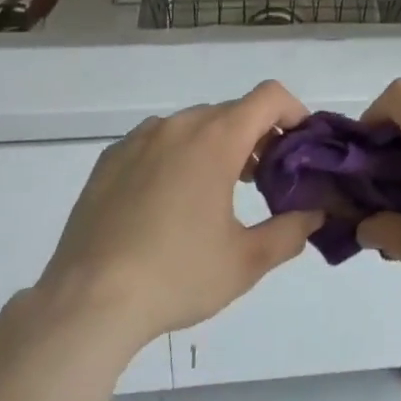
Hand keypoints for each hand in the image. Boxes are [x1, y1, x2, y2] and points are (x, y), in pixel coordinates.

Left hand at [34, 81, 322, 352]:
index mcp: (216, 139)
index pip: (269, 97)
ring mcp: (139, 139)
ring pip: (193, 125)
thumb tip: (313, 213)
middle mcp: (178, 126)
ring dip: (216, 144)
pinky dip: (176, 155)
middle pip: (232, 111)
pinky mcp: (109, 159)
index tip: (299, 148)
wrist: (87, 303)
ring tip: (215, 193)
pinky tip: (167, 202)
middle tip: (263, 181)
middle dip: (256, 137)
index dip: (294, 112)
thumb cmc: (176, 276)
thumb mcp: (246, 262)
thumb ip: (290, 232)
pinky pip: (156, 141)